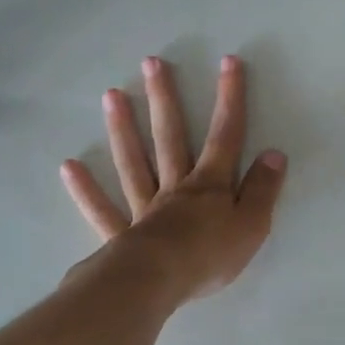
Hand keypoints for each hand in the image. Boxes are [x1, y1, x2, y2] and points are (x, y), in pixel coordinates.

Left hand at [60, 55, 287, 301]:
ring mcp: (144, 208)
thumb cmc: (210, 255)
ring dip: (123, 129)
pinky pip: (102, 210)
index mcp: (209, 185)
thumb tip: (274, 154)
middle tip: (151, 63)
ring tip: (111, 95)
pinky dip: (86, 190)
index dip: (229, 99)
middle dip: (164, 99)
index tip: (228, 62)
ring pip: (133, 163)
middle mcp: (175, 187)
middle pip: (169, 137)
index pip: (225, 136)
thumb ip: (263, 190)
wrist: (159, 283)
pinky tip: (69, 167)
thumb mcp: (252, 225)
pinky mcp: (121, 235)